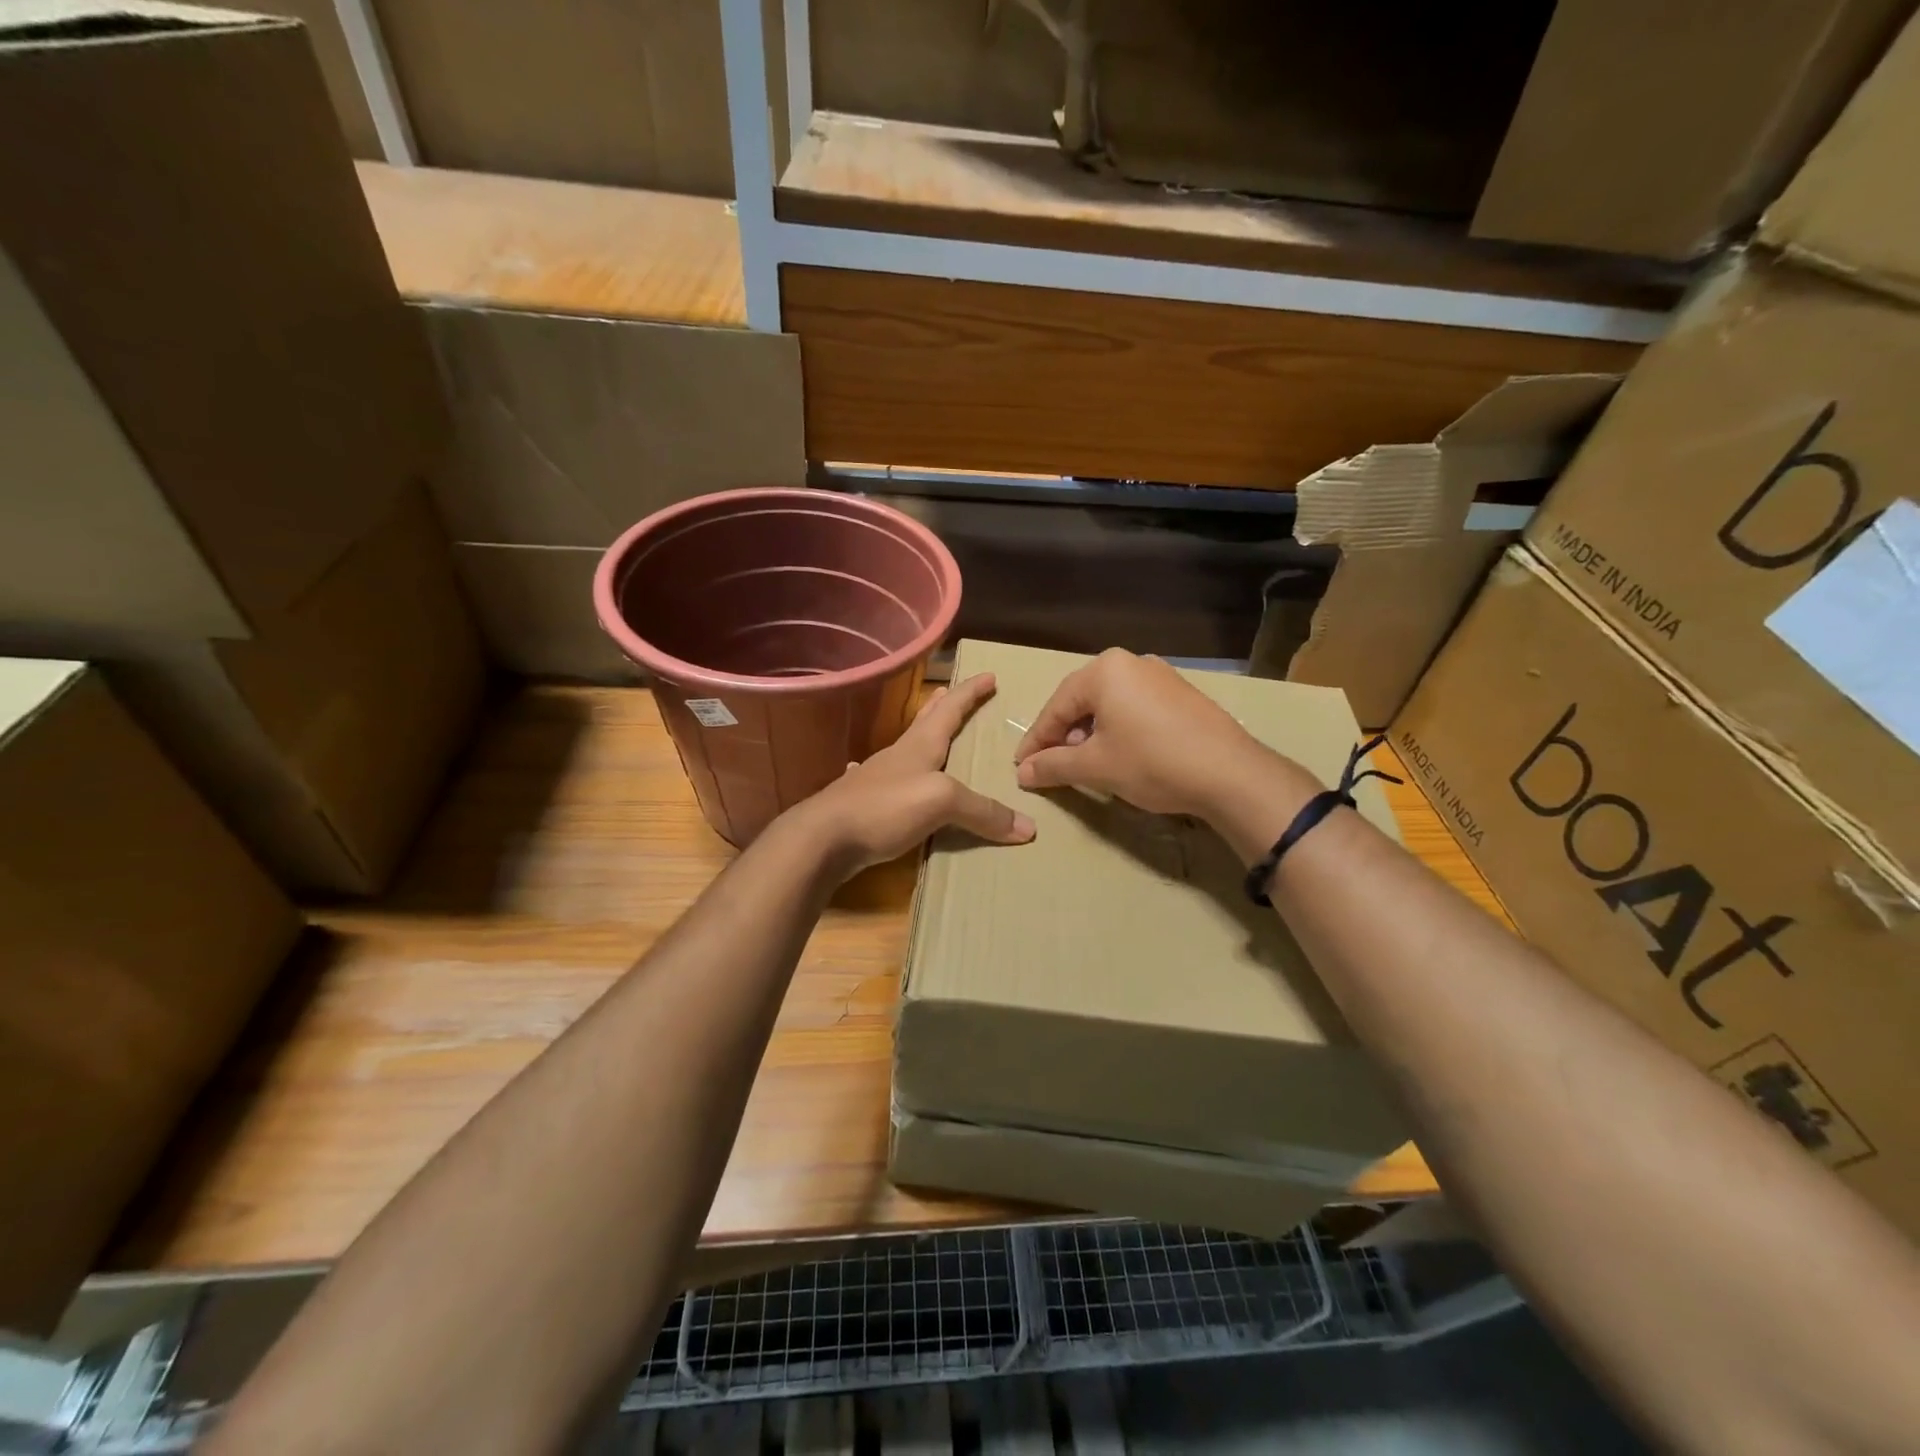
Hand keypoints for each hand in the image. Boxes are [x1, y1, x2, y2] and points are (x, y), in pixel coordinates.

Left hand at [796, 674, 1035, 878]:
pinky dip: (904, 776)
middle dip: (943, 705)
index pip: (950, 709)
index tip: (989, 675)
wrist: (823, 838)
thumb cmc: (884, 806)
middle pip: (925, 721)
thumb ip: (982, 811)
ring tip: (936, 736)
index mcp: (919, 745)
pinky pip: (895, 783)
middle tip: (953, 690)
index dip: (970, 692)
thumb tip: (1028, 828)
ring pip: (909, 750)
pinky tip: (893, 780)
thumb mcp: (942, 801)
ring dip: (925, 738)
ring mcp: (879, 779)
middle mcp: (899, 755)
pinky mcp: (867, 805)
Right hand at [1013, 649, 1287, 818]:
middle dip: (1063, 734)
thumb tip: (1022, 773)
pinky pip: (1134, 706)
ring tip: (1084, 762)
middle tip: (1050, 764)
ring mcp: (1160, 675)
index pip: (1056, 707)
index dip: (1036, 740)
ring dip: (1090, 732)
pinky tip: (1119, 753)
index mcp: (1104, 670)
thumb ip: (1053, 766)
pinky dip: (1117, 728)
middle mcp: (1131, 662)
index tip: (1021, 767)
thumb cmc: (1151, 762)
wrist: (1229, 773)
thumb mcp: (1094, 766)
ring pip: (1109, 703)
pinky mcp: (1180, 693)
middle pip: (1081, 700)